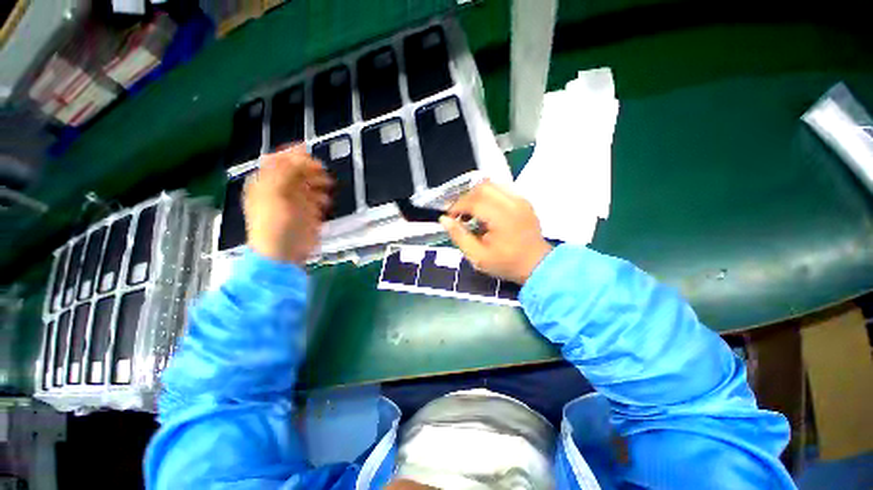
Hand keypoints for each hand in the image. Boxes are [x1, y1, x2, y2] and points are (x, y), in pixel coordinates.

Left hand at [244, 146, 332, 263]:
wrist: (280, 256)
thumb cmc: (272, 223)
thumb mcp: (274, 189)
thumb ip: (287, 168)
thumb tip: (301, 155)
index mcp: (264, 180)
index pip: (279, 158)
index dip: (294, 155)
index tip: (309, 155)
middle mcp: (277, 187)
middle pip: (296, 168)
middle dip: (310, 169)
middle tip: (321, 173)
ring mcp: (292, 199)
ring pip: (309, 180)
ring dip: (319, 182)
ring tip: (325, 189)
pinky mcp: (305, 211)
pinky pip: (317, 196)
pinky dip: (322, 197)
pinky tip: (324, 204)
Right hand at [440, 180, 551, 283]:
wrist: (537, 265)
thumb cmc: (507, 264)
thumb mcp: (478, 257)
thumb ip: (459, 237)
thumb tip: (445, 220)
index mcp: (501, 217)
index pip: (473, 201)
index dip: (457, 206)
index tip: (451, 217)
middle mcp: (512, 203)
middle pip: (482, 187)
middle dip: (467, 197)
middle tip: (460, 214)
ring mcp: (520, 200)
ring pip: (493, 185)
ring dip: (478, 195)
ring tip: (473, 212)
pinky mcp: (524, 202)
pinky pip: (503, 190)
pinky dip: (491, 196)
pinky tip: (488, 212)